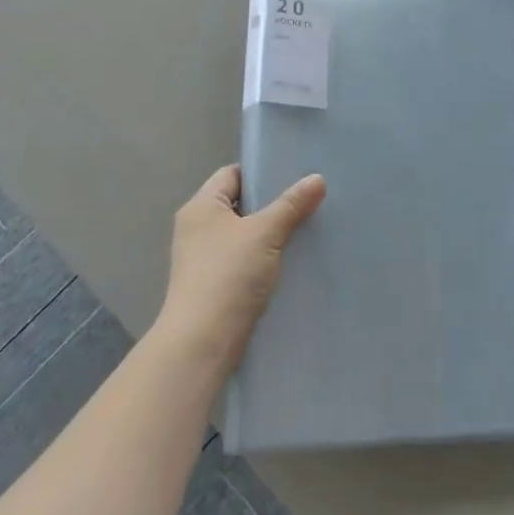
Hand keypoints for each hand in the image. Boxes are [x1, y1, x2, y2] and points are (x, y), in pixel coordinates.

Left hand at [155, 165, 325, 371]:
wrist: (202, 342)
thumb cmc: (229, 275)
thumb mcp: (265, 233)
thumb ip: (291, 204)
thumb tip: (317, 178)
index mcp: (200, 206)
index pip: (232, 174)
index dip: (261, 172)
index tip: (293, 175)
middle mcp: (196, 227)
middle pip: (238, 203)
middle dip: (270, 203)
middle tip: (305, 199)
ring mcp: (202, 258)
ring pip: (242, 233)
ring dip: (268, 232)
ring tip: (303, 227)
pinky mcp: (212, 284)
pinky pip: (242, 258)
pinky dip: (262, 256)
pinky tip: (288, 260)